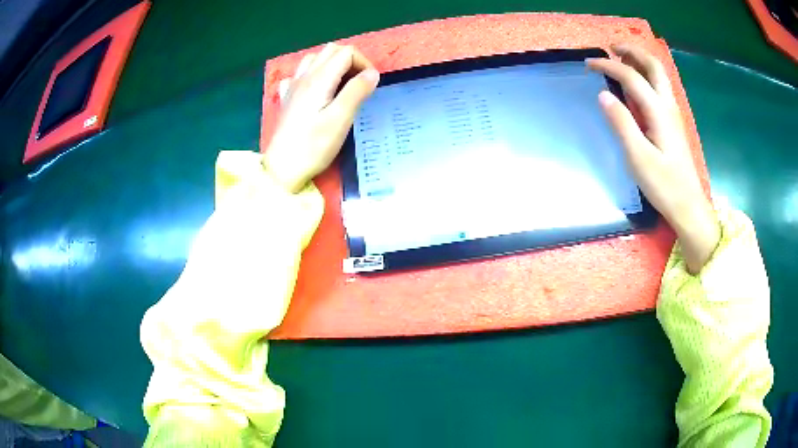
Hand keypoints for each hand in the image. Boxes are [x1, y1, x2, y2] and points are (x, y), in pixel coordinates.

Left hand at [265, 43, 379, 192]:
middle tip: (359, 83)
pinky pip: (300, 75)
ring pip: (315, 59)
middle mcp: (305, 76)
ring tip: (341, 85)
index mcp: (320, 78)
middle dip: (350, 60)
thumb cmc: (313, 146)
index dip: (364, 63)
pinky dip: (314, 75)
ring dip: (332, 65)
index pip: (346, 53)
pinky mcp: (288, 98)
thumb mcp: (341, 119)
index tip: (370, 85)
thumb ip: (357, 91)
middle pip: (331, 50)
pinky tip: (317, 90)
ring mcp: (293, 86)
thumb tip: (372, 73)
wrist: (282, 168)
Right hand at [587, 44, 719, 273]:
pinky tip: (636, 85)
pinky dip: (646, 76)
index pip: (632, 77)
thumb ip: (622, 124)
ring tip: (621, 59)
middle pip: (653, 66)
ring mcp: (672, 114)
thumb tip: (603, 95)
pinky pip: (659, 89)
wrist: (688, 206)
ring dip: (640, 61)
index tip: (588, 64)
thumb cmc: (664, 185)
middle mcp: (668, 106)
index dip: (609, 66)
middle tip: (612, 48)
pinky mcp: (672, 124)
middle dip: (632, 51)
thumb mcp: (638, 157)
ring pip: (659, 76)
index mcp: (659, 112)